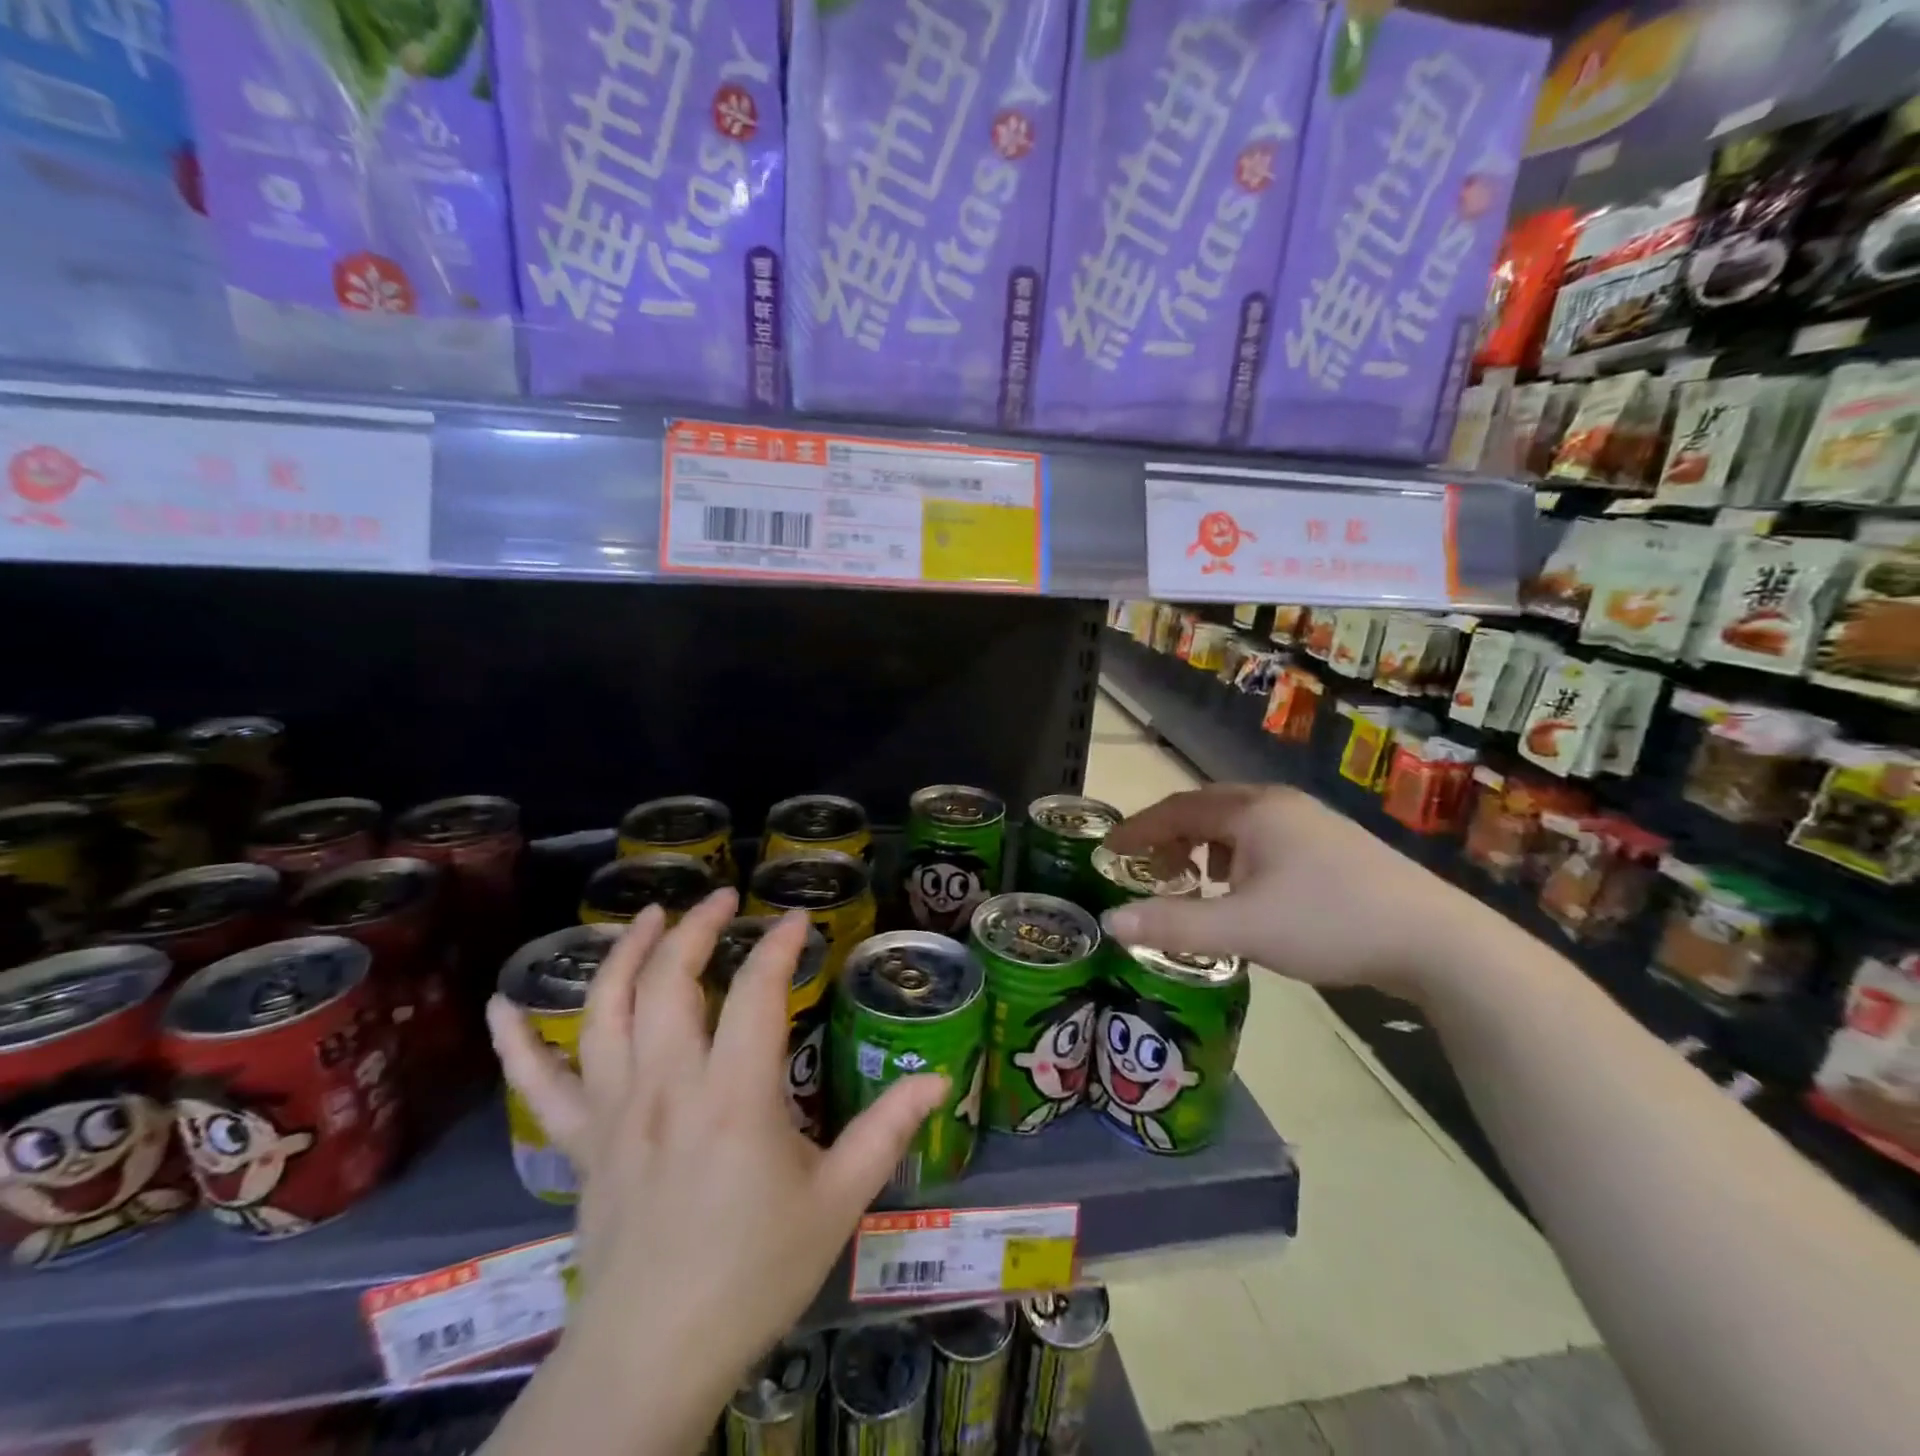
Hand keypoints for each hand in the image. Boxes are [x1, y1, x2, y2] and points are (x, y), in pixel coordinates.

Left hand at [485, 891, 947, 1422]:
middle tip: (723, 900)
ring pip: (606, 1012)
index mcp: (734, 1096)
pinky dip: (517, 1043)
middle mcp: (668, 1087)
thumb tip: (941, 1079)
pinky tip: (502, 1005)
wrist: (655, 1356)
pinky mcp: (580, 1144)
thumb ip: (888, 1131)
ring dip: (625, 955)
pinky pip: (539, 1086)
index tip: (798, 921)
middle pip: (672, 982)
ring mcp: (614, 1112)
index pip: (757, 993)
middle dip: (698, 929)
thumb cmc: (755, 1273)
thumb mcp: (838, 1201)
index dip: (779, 946)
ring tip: (648, 916)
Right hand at [1101, 785, 1495, 998]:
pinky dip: (1238, 857)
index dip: (1138, 830)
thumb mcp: (1242, 928)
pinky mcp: (1333, 845)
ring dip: (1205, 847)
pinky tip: (1247, 892)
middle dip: (1170, 837)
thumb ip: (1173, 924)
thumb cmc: (1329, 923)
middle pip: (1207, 809)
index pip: (1177, 809)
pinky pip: (1265, 839)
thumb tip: (1110, 923)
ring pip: (1239, 824)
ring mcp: (1311, 822)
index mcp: (1252, 811)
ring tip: (1195, 882)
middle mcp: (1279, 804)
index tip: (1108, 851)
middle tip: (1148, 870)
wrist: (1436, 941)